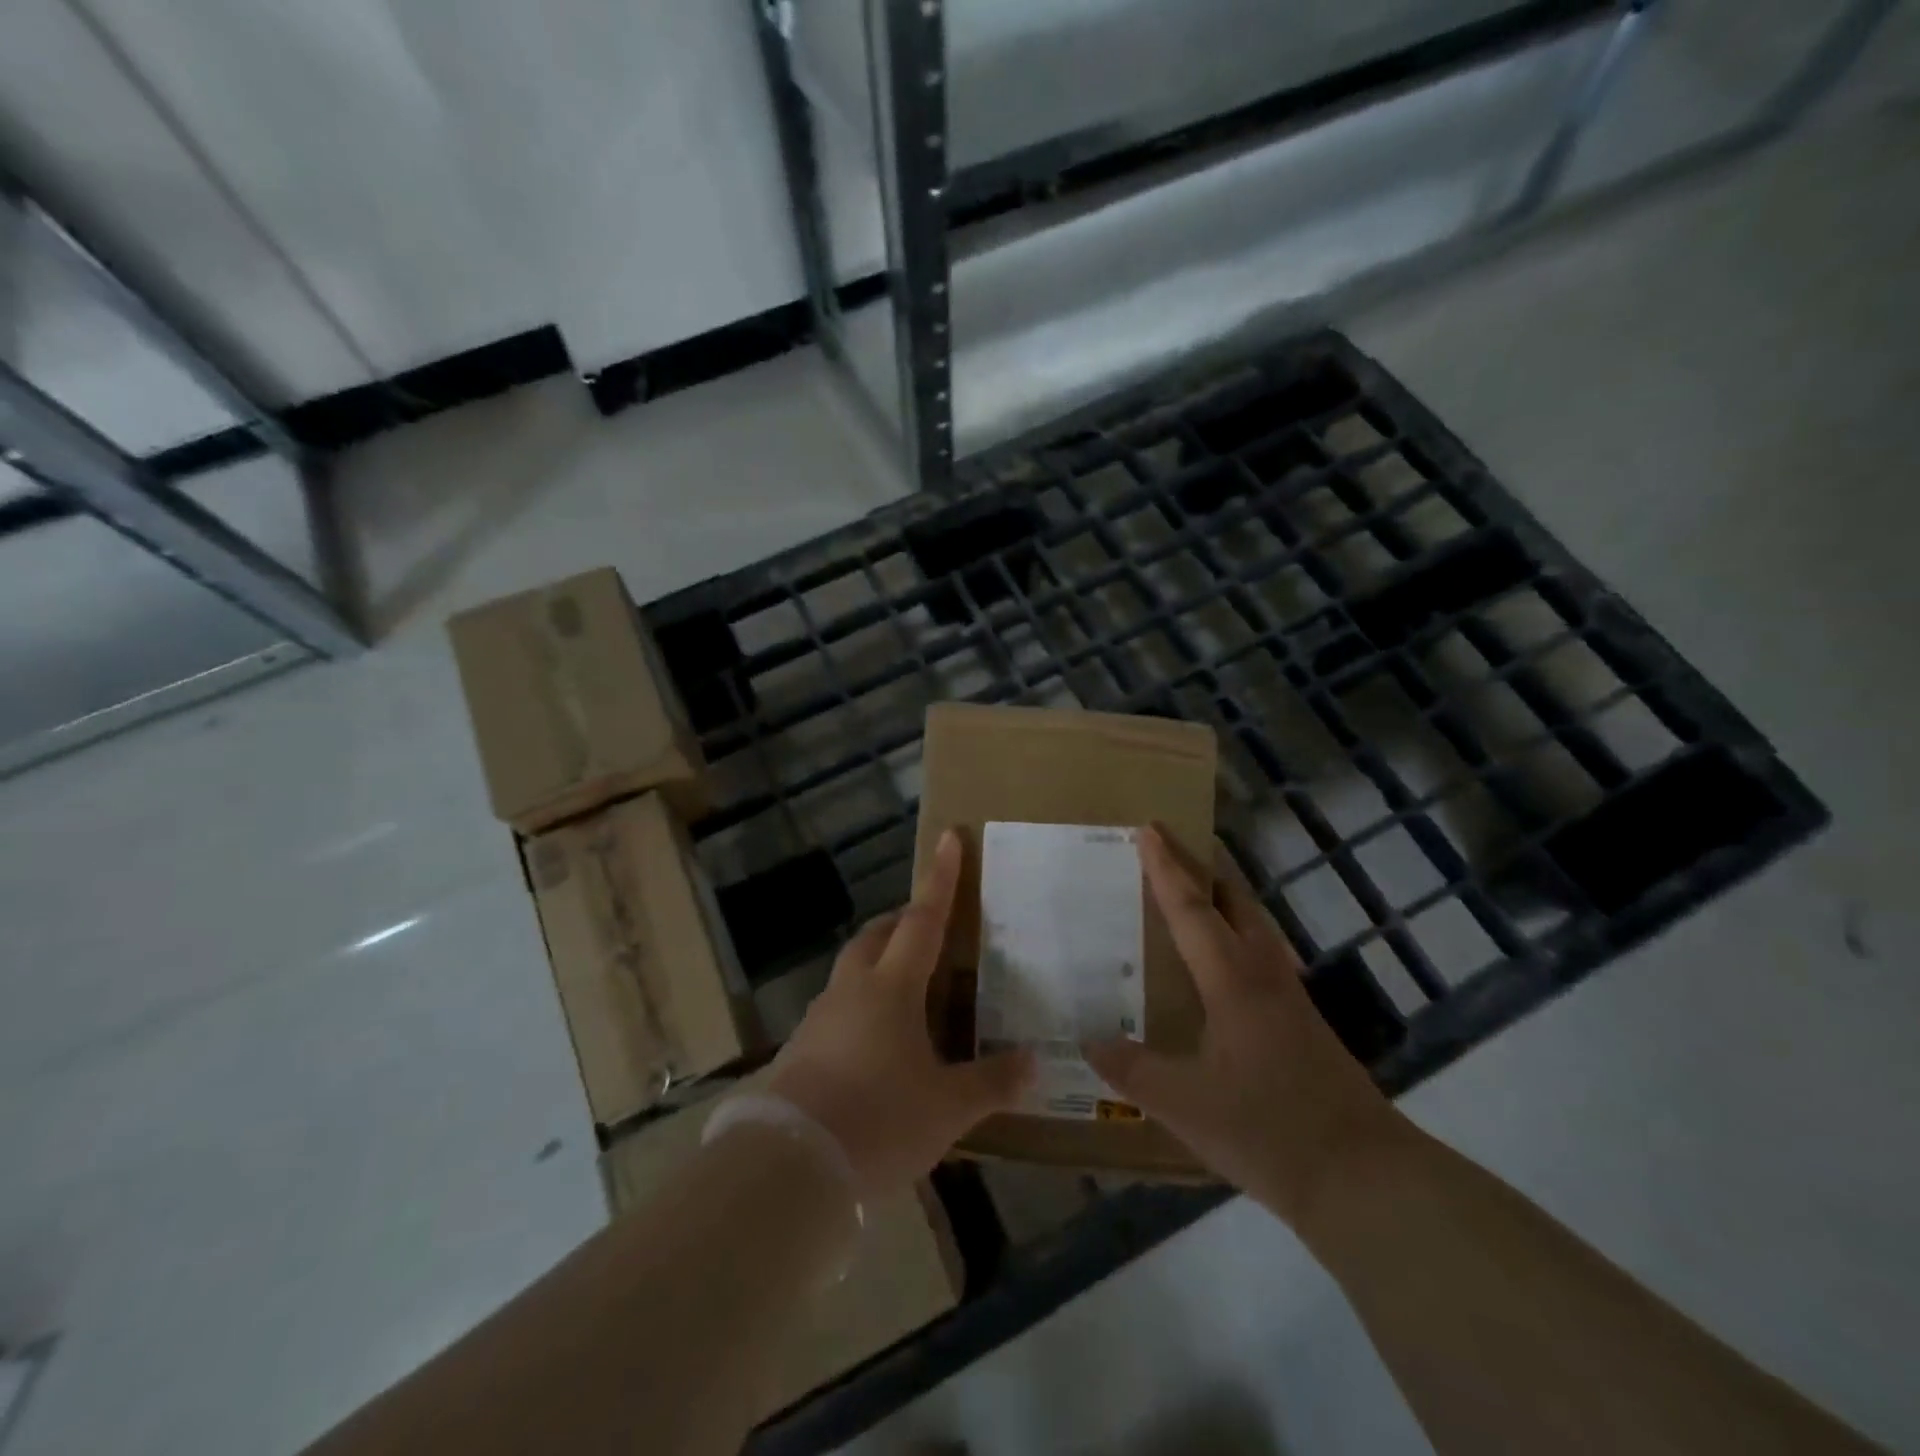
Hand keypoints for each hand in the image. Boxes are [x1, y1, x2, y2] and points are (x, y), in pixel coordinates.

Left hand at [763, 829, 1034, 1195]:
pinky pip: (838, 1010)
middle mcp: (853, 990)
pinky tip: (876, 1045)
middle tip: (928, 928)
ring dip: (879, 965)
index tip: (949, 838)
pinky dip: (861, 1008)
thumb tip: (1033, 1063)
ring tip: (908, 990)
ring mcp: (821, 1018)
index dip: (941, 879)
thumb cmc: (878, 1120)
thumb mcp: (947, 1107)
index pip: (923, 919)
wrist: (789, 1162)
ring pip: (853, 971)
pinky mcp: (801, 1049)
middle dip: (902, 922)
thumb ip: (991, 1082)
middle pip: (877, 937)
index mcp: (892, 987)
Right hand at [1085, 827, 1409, 1226]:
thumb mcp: (1184, 1104)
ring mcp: (1290, 999)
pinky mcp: (1304, 1025)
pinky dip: (1237, 937)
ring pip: (1254, 927)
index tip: (1149, 829)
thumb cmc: (1268, 1130)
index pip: (1190, 909)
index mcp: (1232, 980)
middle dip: (1202, 869)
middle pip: (1234, 902)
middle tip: (1171, 850)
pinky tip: (1224, 967)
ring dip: (1224, 900)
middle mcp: (1263, 975)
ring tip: (1195, 895)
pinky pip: (1262, 957)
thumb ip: (1132, 1070)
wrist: (1364, 1179)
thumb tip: (1089, 1041)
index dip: (1165, 868)